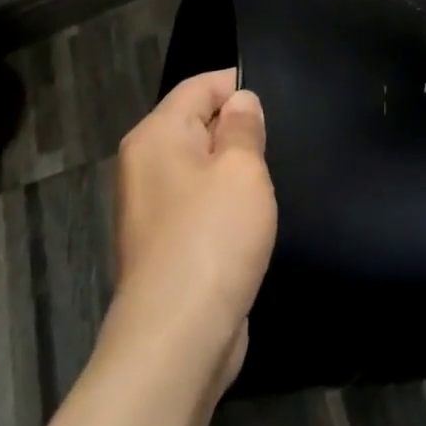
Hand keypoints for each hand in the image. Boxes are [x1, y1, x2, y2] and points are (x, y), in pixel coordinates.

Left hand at [104, 70, 276, 390]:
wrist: (177, 339)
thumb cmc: (212, 237)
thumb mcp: (242, 169)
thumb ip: (243, 126)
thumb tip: (240, 101)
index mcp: (155, 135)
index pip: (199, 86)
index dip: (238, 86)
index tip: (280, 102)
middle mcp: (145, 165)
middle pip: (197, 124)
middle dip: (239, 130)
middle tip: (280, 143)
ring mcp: (151, 208)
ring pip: (201, 166)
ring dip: (234, 171)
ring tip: (271, 180)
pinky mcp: (165, 244)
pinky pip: (199, 204)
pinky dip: (224, 205)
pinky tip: (252, 219)